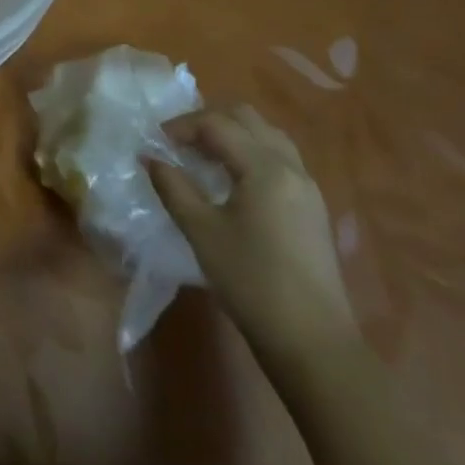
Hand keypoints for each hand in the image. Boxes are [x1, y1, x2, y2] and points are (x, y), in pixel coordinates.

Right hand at [150, 104, 359, 369]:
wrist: (314, 345)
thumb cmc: (251, 283)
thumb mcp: (202, 232)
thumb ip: (173, 187)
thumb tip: (150, 157)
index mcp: (265, 168)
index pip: (217, 124)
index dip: (181, 126)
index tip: (156, 141)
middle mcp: (291, 167)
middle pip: (246, 119)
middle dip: (208, 121)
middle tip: (179, 142)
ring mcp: (308, 188)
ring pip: (266, 135)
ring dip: (232, 134)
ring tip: (203, 156)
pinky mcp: (312, 208)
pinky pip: (279, 158)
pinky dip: (250, 153)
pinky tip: (231, 180)